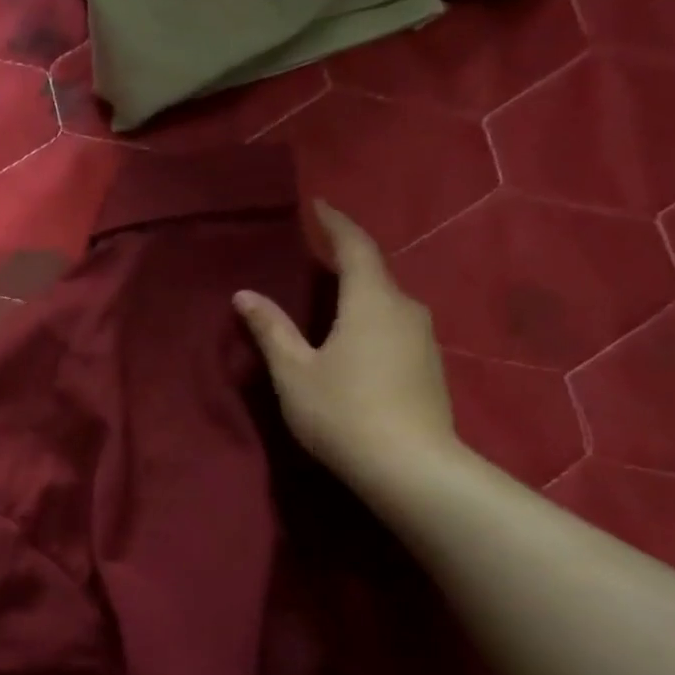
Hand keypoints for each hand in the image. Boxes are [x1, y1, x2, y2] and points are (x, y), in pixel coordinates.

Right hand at [233, 201, 459, 490]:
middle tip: (313, 259)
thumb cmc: (342, 412)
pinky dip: (369, 322)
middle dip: (345, 261)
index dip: (336, 223)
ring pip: (386, 303)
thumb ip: (271, 329)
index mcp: (371, 301)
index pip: (355, 246)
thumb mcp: (294, 371)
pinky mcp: (429, 366)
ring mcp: (423, 339)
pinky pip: (394, 327)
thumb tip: (245, 295)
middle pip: (374, 273)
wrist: (410, 468)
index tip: (319, 206)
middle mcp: (405, 309)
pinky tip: (351, 343)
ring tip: (328, 303)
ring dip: (357, 296)